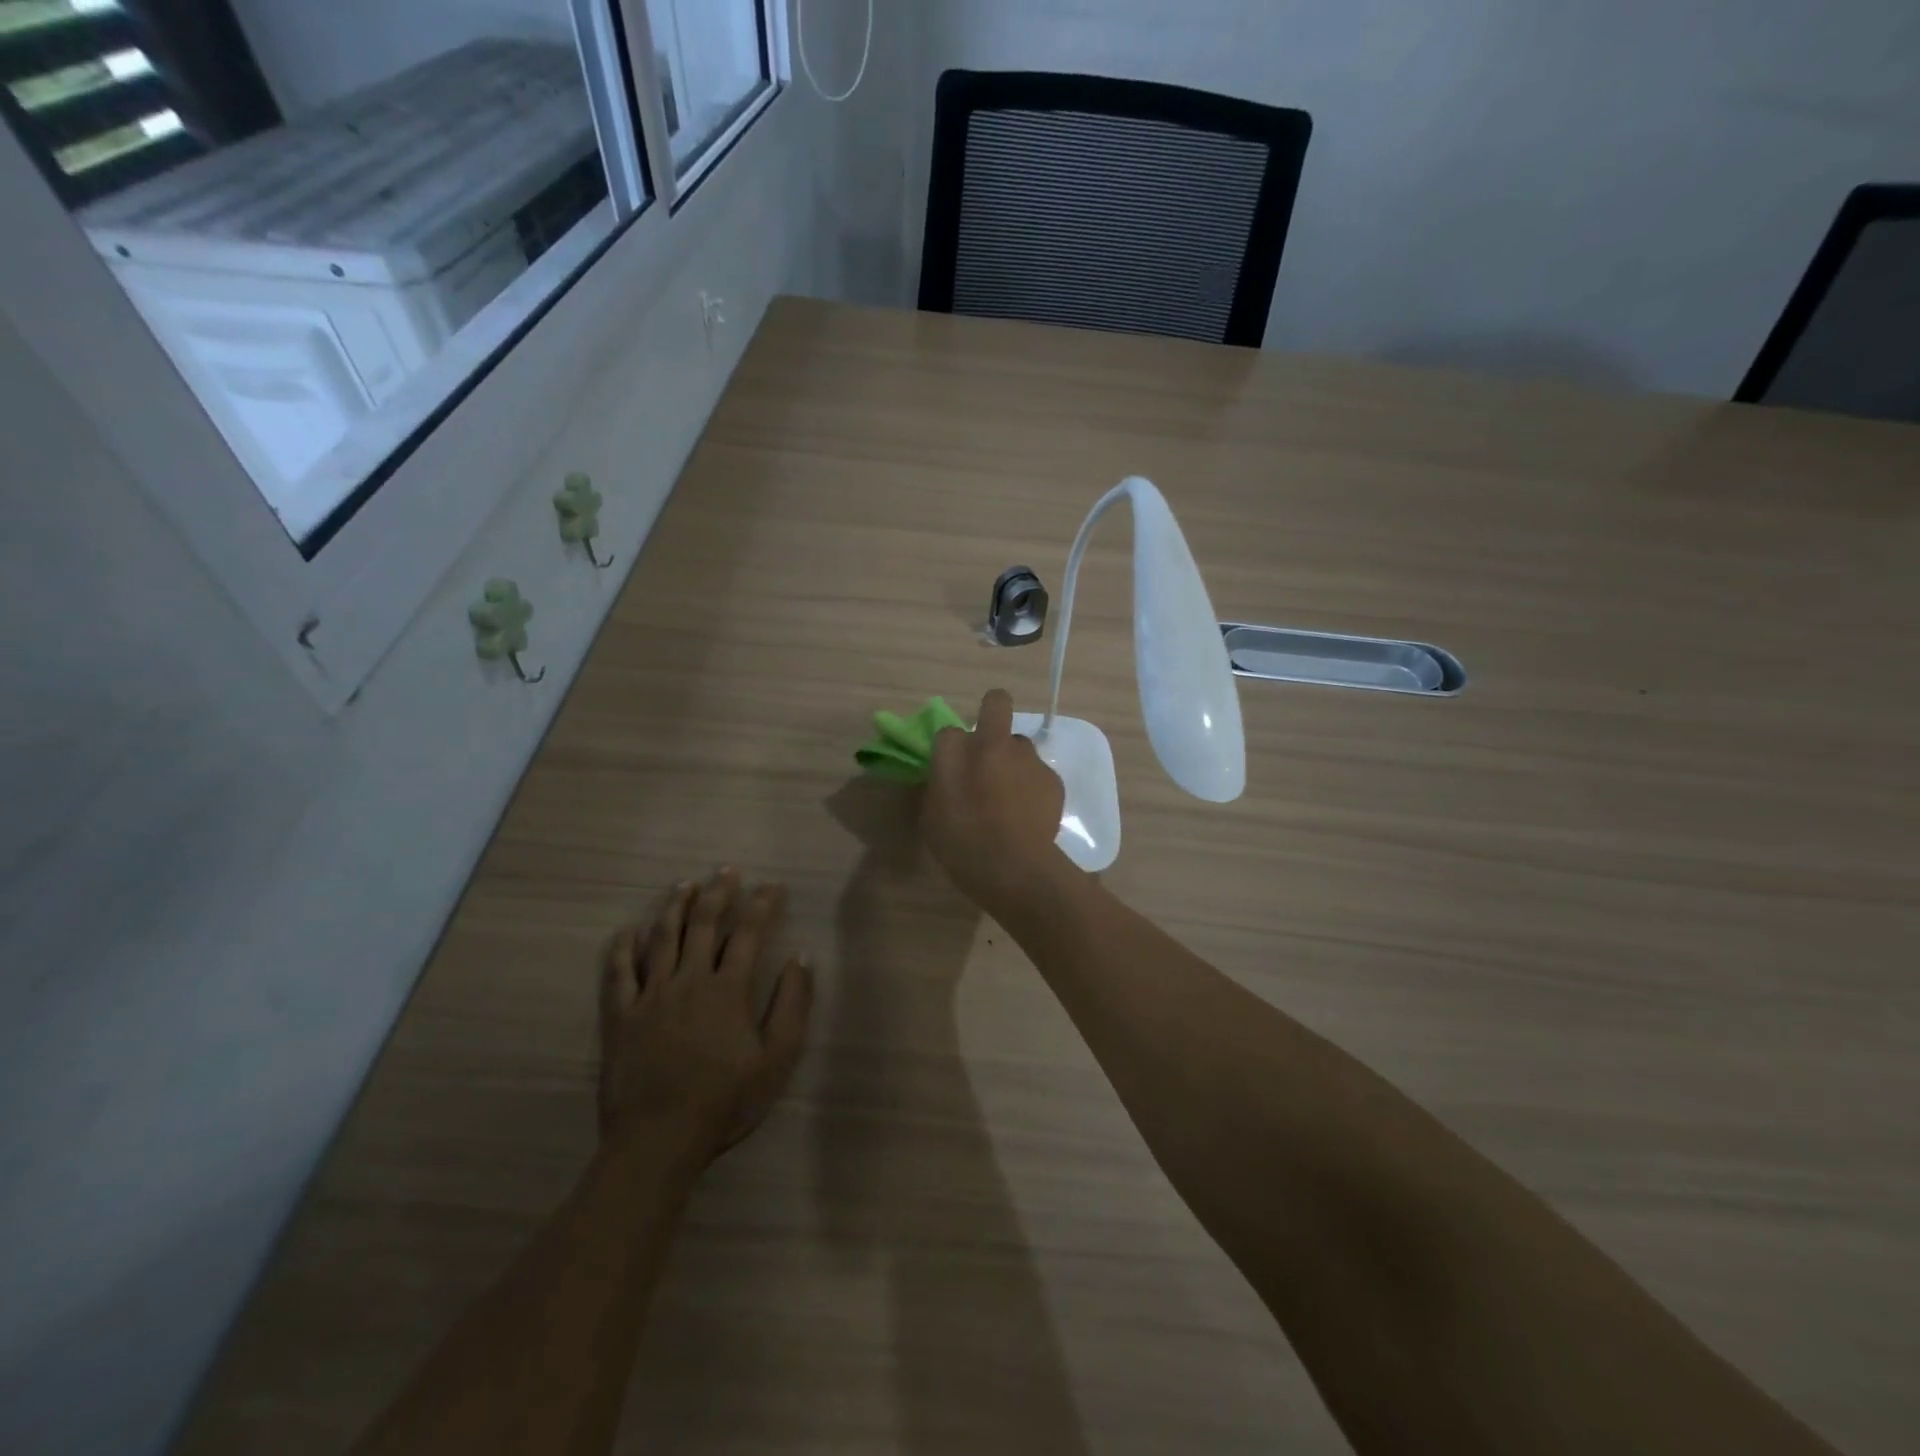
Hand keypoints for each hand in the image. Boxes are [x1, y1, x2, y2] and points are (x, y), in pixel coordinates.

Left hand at [598, 868, 812, 1162]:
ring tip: (684, 884)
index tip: (773, 886)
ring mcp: (650, 996)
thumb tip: (802, 958)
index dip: (762, 904)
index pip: (748, 932)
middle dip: (718, 892)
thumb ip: (792, 1005)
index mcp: (727, 989)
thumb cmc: (725, 1101)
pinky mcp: (620, 1016)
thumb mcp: (776, 1059)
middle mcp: (688, 980)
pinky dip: (622, 948)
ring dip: (674, 907)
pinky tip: (628, 930)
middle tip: (727, 870)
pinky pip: (618, 972)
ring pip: (661, 938)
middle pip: (703, 924)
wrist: (658, 1141)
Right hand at [923, 688, 1067, 911]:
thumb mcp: (932, 817)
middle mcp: (995, 743)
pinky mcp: (1053, 778)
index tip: (951, 767)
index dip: (951, 747)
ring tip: (1011, 795)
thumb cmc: (962, 845)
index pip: (949, 731)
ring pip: (1020, 744)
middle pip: (997, 706)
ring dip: (1013, 760)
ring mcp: (1029, 758)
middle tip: (988, 752)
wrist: (1015, 868)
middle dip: (993, 715)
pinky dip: (1033, 786)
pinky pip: (1038, 773)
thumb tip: (947, 775)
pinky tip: (1030, 814)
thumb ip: (939, 785)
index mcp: (957, 752)